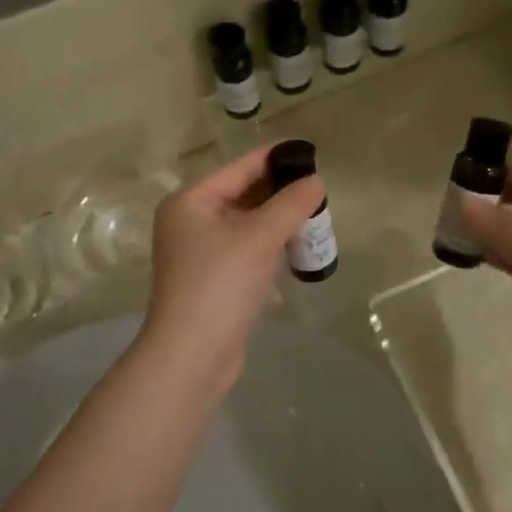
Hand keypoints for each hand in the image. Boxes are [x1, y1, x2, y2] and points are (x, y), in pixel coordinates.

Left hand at [136, 147, 324, 387]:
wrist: (192, 357)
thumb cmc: (220, 285)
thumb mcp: (259, 237)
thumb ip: (290, 204)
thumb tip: (315, 182)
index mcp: (191, 201)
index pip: (240, 168)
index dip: (276, 159)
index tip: (311, 154)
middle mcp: (191, 220)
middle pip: (243, 194)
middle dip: (281, 193)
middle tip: (320, 191)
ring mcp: (202, 251)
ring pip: (248, 223)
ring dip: (279, 220)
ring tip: (316, 216)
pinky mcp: (215, 278)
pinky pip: (248, 248)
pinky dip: (271, 244)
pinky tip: (298, 246)